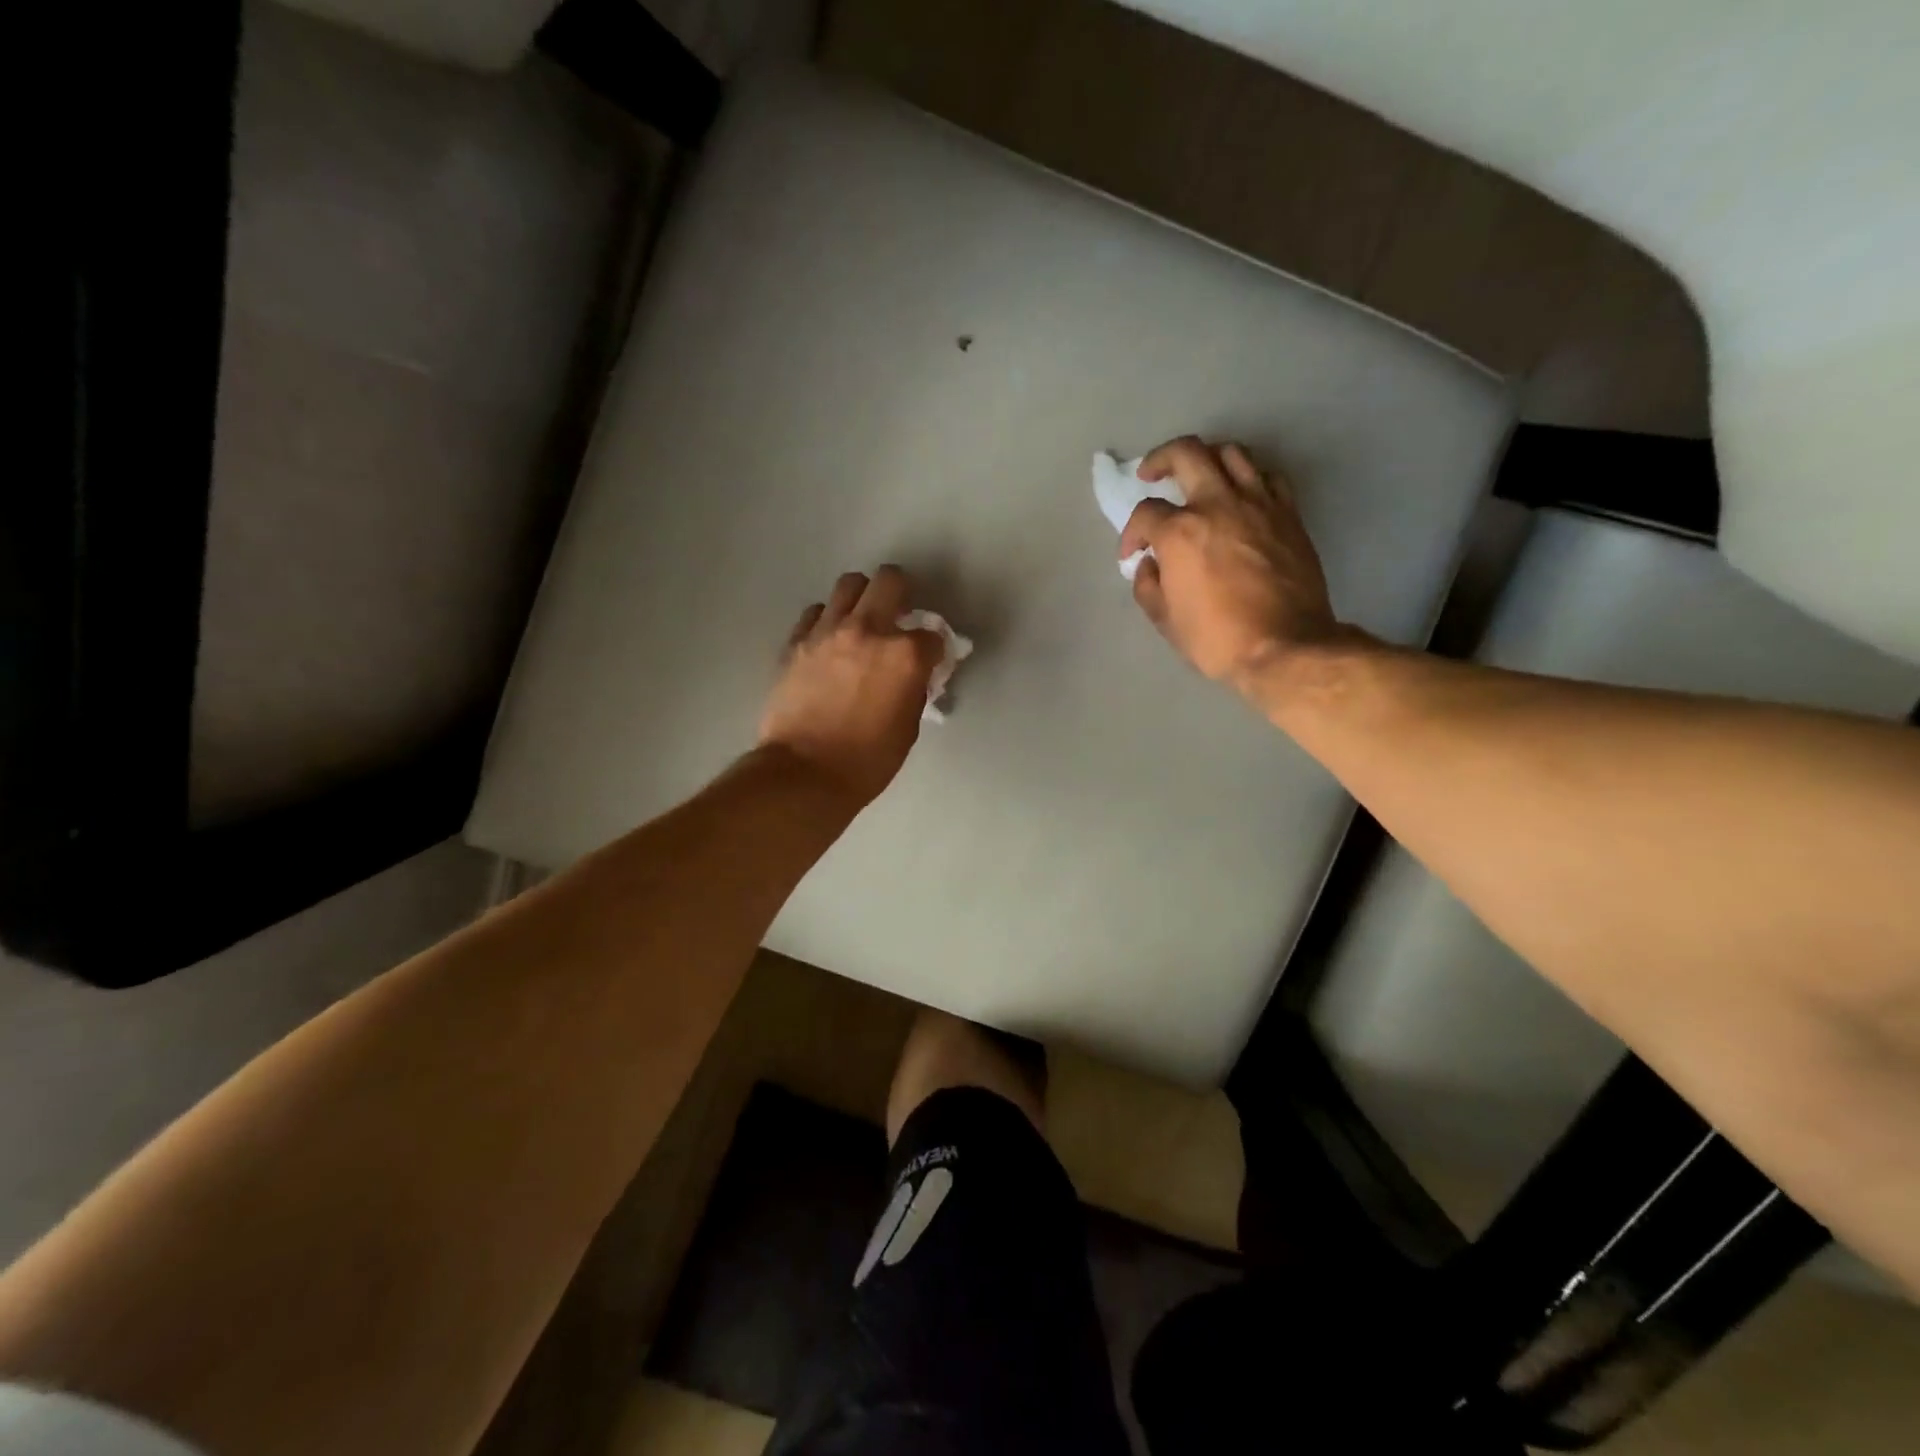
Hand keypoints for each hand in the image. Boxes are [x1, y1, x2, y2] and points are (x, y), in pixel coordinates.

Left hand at [759, 566, 944, 807]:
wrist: (804, 773)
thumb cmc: (867, 760)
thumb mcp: (908, 726)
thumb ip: (914, 688)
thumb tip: (914, 675)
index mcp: (905, 655)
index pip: (933, 634)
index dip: (934, 647)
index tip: (929, 660)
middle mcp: (868, 630)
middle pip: (890, 581)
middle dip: (901, 593)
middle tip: (899, 614)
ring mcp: (827, 631)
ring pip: (849, 585)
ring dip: (862, 597)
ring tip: (861, 621)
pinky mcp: (797, 641)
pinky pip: (816, 612)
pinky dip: (828, 619)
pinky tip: (830, 640)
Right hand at [1121, 436, 1338, 693]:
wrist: (1285, 646)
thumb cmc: (1217, 639)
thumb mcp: (1165, 620)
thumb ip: (1148, 585)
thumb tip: (1150, 564)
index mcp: (1180, 532)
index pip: (1145, 513)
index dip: (1131, 533)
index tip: (1132, 553)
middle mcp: (1218, 504)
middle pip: (1186, 453)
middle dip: (1160, 459)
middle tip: (1151, 474)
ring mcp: (1258, 504)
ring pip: (1231, 453)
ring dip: (1207, 458)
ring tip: (1199, 475)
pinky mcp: (1288, 513)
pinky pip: (1267, 476)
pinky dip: (1248, 477)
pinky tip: (1240, 494)